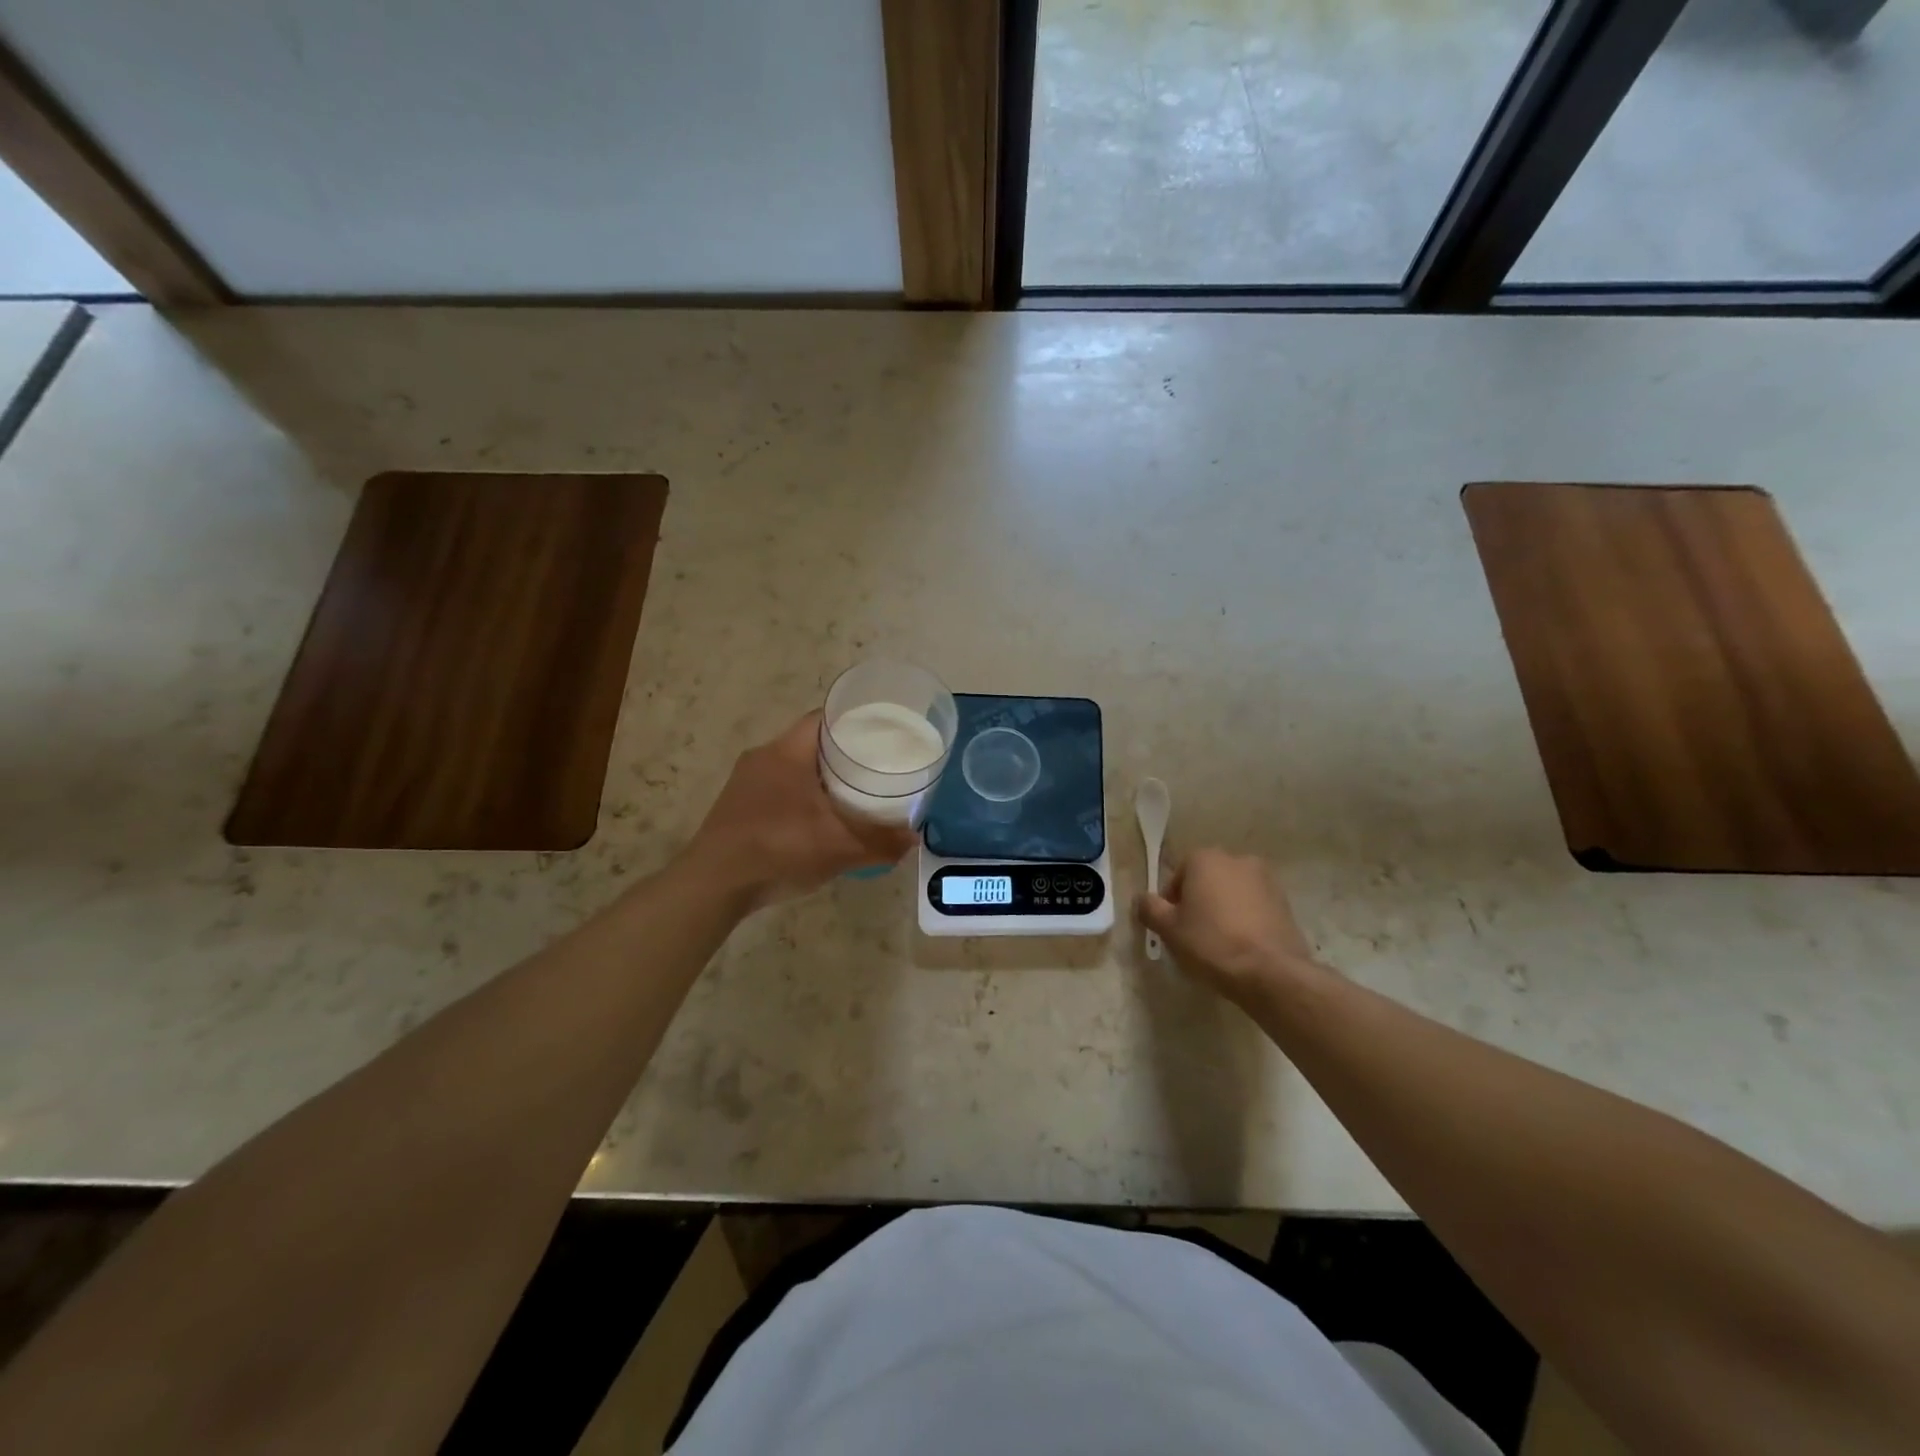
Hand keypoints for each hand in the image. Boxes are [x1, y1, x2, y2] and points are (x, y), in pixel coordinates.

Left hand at [686, 712, 918, 908]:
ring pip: (791, 766)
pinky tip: (815, 818)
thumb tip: (913, 839)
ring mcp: (744, 782)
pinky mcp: (735, 806)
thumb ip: (880, 842)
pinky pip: (776, 787)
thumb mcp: (839, 847)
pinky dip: (799, 794)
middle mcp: (762, 757)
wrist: (714, 885)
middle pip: (809, 742)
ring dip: (818, 775)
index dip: (853, 721)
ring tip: (850, 792)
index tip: (880, 733)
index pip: (823, 718)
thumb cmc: (779, 849)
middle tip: (873, 766)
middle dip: (841, 752)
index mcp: (787, 752)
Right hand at [1136, 848, 1325, 1002]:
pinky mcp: (1285, 902)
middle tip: (1194, 934)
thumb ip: (1149, 908)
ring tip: (1220, 943)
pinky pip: (1254, 907)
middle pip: (1206, 880)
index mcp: (1205, 859)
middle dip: (1199, 902)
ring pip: (1232, 893)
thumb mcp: (1168, 929)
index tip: (1174, 927)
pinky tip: (1243, 946)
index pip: (1177, 876)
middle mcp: (1237, 859)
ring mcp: (1265, 879)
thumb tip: (1142, 899)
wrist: (1271, 972)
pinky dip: (1246, 919)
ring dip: (1223, 909)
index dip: (1171, 903)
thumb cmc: (1211, 943)